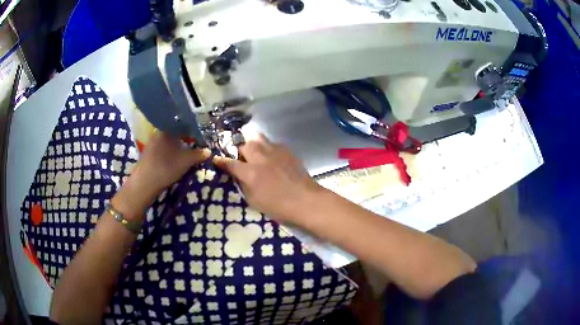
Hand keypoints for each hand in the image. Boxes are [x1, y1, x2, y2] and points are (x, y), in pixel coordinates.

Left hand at [114, 132, 210, 218]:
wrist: (144, 184)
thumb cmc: (165, 168)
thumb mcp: (185, 161)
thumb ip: (198, 154)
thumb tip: (208, 151)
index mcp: (167, 130)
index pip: (183, 125)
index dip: (194, 131)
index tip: (201, 138)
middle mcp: (158, 133)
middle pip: (175, 133)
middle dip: (186, 139)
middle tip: (196, 146)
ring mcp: (152, 144)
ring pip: (169, 142)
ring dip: (178, 147)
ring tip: (187, 154)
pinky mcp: (148, 154)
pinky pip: (163, 149)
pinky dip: (170, 152)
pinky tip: (174, 160)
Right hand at [214, 134, 322, 223]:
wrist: (306, 200)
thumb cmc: (278, 207)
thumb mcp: (254, 201)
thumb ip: (243, 185)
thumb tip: (238, 175)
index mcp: (250, 173)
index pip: (230, 163)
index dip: (221, 161)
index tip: (216, 160)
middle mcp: (260, 158)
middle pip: (244, 145)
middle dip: (240, 151)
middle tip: (243, 160)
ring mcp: (275, 152)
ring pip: (258, 138)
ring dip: (254, 145)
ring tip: (257, 155)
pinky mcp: (287, 150)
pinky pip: (272, 144)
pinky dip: (268, 149)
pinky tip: (273, 159)